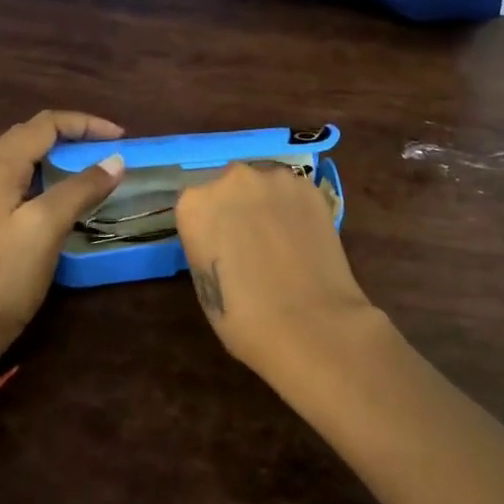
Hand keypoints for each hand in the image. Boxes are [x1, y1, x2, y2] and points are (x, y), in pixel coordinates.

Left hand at [0, 111, 125, 372]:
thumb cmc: (6, 274)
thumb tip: (116, 160)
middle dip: (72, 134)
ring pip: (25, 158)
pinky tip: (65, 196)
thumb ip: (81, 188)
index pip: (44, 124)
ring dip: (60, 154)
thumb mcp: (47, 226)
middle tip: (107, 149)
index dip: (85, 124)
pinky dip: (49, 177)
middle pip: (32, 135)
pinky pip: (22, 181)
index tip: (120, 137)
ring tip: (92, 167)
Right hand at [174, 162, 376, 376]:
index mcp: (195, 204)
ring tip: (282, 240)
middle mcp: (231, 179)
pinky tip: (304, 238)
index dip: (209, 225)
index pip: (195, 204)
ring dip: (268, 204)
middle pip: (230, 186)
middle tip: (252, 241)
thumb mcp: (204, 284)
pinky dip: (296, 210)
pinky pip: (294, 193)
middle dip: (238, 207)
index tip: (220, 246)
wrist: (309, 324)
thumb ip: (207, 246)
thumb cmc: (244, 319)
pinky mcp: (309, 187)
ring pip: (265, 185)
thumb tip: (223, 239)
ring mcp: (274, 179)